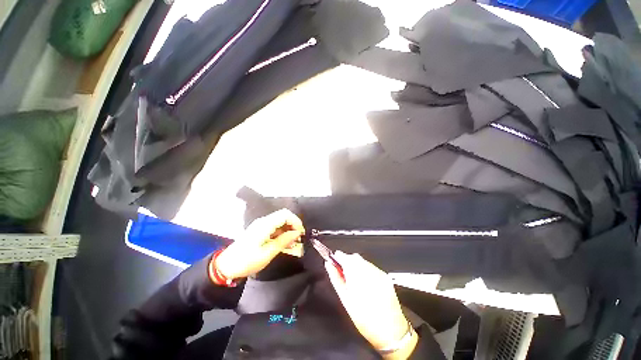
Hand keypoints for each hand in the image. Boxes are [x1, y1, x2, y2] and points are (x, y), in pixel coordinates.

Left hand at [215, 209, 304, 279]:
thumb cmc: (247, 261)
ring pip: (280, 222)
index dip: (296, 221)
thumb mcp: (268, 253)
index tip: (301, 233)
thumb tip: (297, 233)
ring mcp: (261, 225)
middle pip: (283, 216)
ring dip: (288, 230)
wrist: (226, 266)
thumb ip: (284, 241)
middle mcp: (263, 221)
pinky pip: (275, 227)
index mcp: (265, 224)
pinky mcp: (260, 230)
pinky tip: (285, 243)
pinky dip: (282, 233)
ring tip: (293, 243)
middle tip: (298, 238)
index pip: (285, 214)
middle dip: (293, 225)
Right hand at [325, 252, 416, 357]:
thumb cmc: (364, 319)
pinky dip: (365, 270)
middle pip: (354, 257)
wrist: (391, 332)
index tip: (333, 260)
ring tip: (355, 281)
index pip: (345, 257)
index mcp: (357, 275)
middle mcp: (369, 270)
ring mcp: (379, 272)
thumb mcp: (346, 300)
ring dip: (356, 266)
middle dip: (347, 262)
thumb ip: (336, 278)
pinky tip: (365, 283)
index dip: (338, 257)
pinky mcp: (385, 276)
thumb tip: (328, 264)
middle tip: (343, 274)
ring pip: (363, 261)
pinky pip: (371, 267)